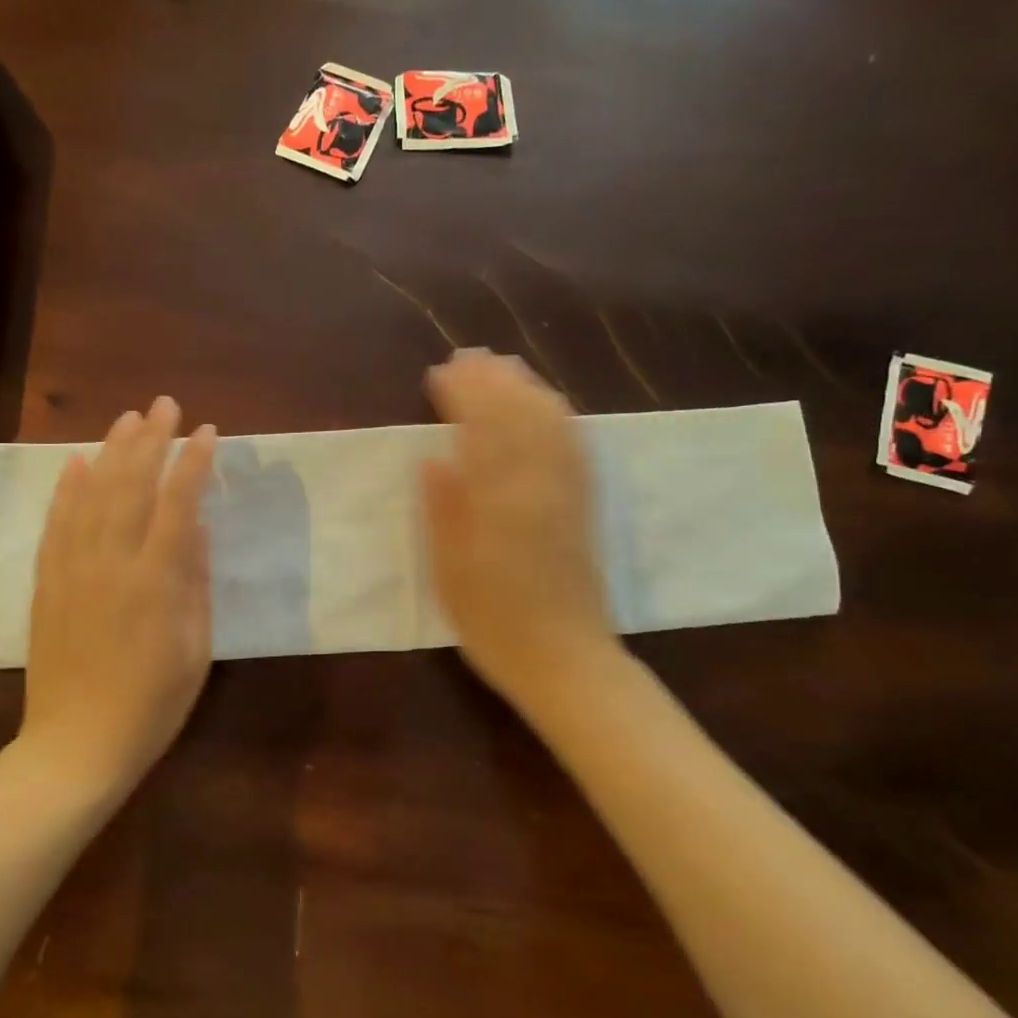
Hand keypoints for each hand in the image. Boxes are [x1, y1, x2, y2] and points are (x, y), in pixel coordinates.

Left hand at [23, 396, 217, 798]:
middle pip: (131, 486)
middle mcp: (111, 563)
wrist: (77, 745)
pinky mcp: (47, 583)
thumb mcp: (195, 649)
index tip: (207, 433)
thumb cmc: (152, 704)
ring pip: (91, 496)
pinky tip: (76, 463)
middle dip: (151, 440)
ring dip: (110, 452)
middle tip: (165, 405)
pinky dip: (66, 490)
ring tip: (127, 419)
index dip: (193, 464)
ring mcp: (73, 570)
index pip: (178, 504)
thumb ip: (197, 583)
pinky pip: (56, 525)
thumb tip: (200, 529)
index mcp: (156, 581)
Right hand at [422, 351, 616, 712]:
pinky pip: (574, 444)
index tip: (438, 374)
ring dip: (525, 388)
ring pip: (550, 422)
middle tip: (466, 357)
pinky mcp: (584, 504)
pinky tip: (546, 404)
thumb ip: (443, 510)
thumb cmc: (494, 621)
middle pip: (518, 414)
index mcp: (499, 498)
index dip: (461, 394)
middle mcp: (538, 483)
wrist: (565, 659)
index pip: (481, 426)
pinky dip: (557, 414)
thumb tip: (433, 458)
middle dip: (492, 380)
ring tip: (502, 367)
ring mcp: (567, 491)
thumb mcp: (450, 571)